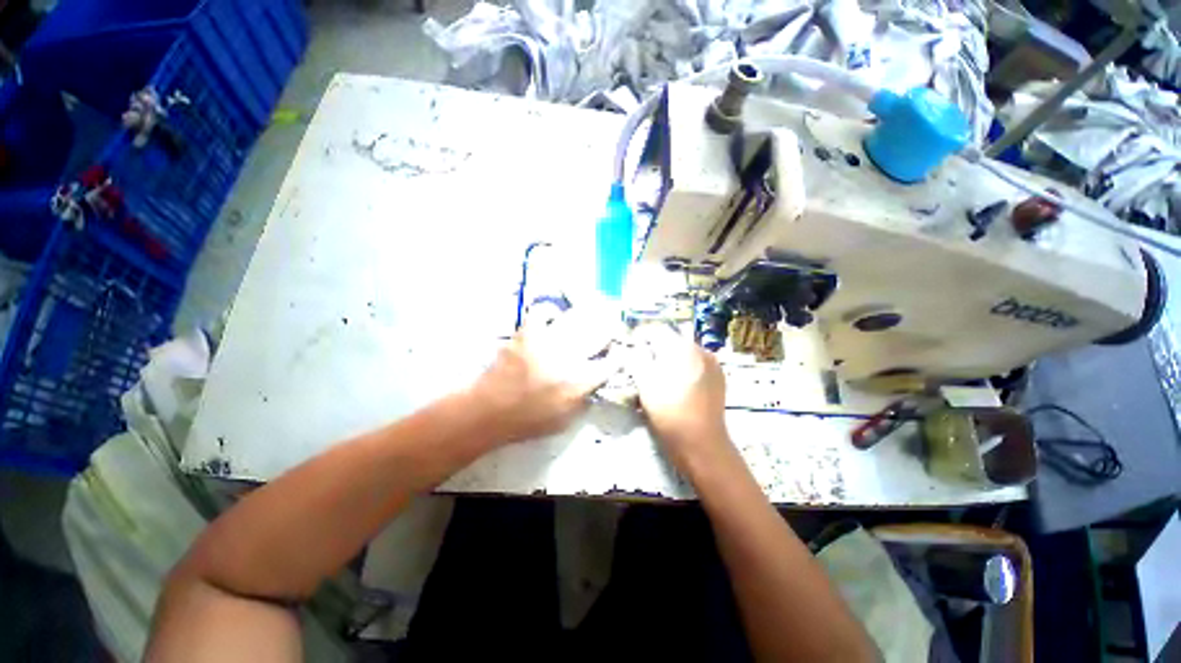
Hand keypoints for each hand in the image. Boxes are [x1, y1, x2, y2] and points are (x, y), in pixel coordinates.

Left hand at [470, 310, 620, 444]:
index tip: (619, 352)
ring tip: (590, 311)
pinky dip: (550, 313)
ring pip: (576, 319)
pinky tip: (552, 316)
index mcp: (579, 382)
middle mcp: (568, 358)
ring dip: (586, 315)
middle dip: (609, 328)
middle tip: (612, 322)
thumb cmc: (528, 421)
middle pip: (598, 335)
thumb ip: (583, 401)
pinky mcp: (528, 333)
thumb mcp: (564, 421)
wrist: (489, 411)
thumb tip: (593, 385)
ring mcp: (547, 342)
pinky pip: (543, 313)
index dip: (618, 356)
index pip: (610, 364)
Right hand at [631, 323, 731, 466]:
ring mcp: (713, 364)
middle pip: (672, 341)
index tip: (630, 348)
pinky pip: (695, 365)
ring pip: (684, 353)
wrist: (701, 444)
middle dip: (655, 349)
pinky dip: (683, 369)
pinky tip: (676, 385)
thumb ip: (636, 359)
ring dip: (669, 359)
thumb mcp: (645, 383)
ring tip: (659, 377)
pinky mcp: (718, 378)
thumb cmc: (669, 412)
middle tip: (642, 365)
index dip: (641, 337)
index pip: (657, 331)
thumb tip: (633, 347)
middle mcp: (701, 350)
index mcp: (683, 347)